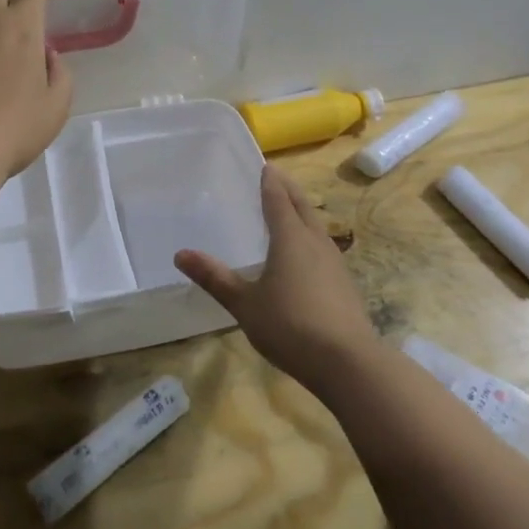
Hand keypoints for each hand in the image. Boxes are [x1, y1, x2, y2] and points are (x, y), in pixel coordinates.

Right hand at [175, 166, 379, 393]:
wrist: (348, 362)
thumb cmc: (290, 326)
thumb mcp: (245, 303)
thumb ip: (215, 278)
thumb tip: (180, 254)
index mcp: (291, 238)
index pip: (278, 200)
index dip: (270, 183)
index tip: (265, 166)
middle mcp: (315, 242)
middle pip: (302, 206)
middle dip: (289, 190)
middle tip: (277, 177)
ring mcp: (334, 263)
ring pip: (316, 226)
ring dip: (302, 213)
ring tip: (290, 211)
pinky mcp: (344, 284)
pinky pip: (323, 248)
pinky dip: (310, 237)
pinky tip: (305, 255)